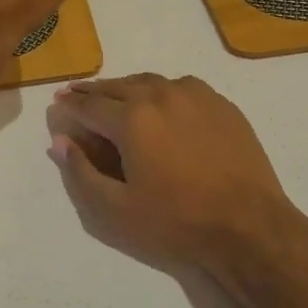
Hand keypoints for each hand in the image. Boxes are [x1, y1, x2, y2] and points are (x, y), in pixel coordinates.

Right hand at [45, 74, 297, 273]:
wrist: (249, 226)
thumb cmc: (177, 222)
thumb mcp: (116, 210)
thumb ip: (81, 173)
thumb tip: (59, 141)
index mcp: (132, 118)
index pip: (90, 105)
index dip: (70, 104)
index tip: (58, 102)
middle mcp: (161, 94)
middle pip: (118, 86)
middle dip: (94, 91)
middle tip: (77, 93)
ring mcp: (196, 95)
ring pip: (151, 82)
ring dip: (127, 87)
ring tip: (115, 95)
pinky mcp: (221, 104)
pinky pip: (181, 87)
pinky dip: (161, 90)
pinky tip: (161, 102)